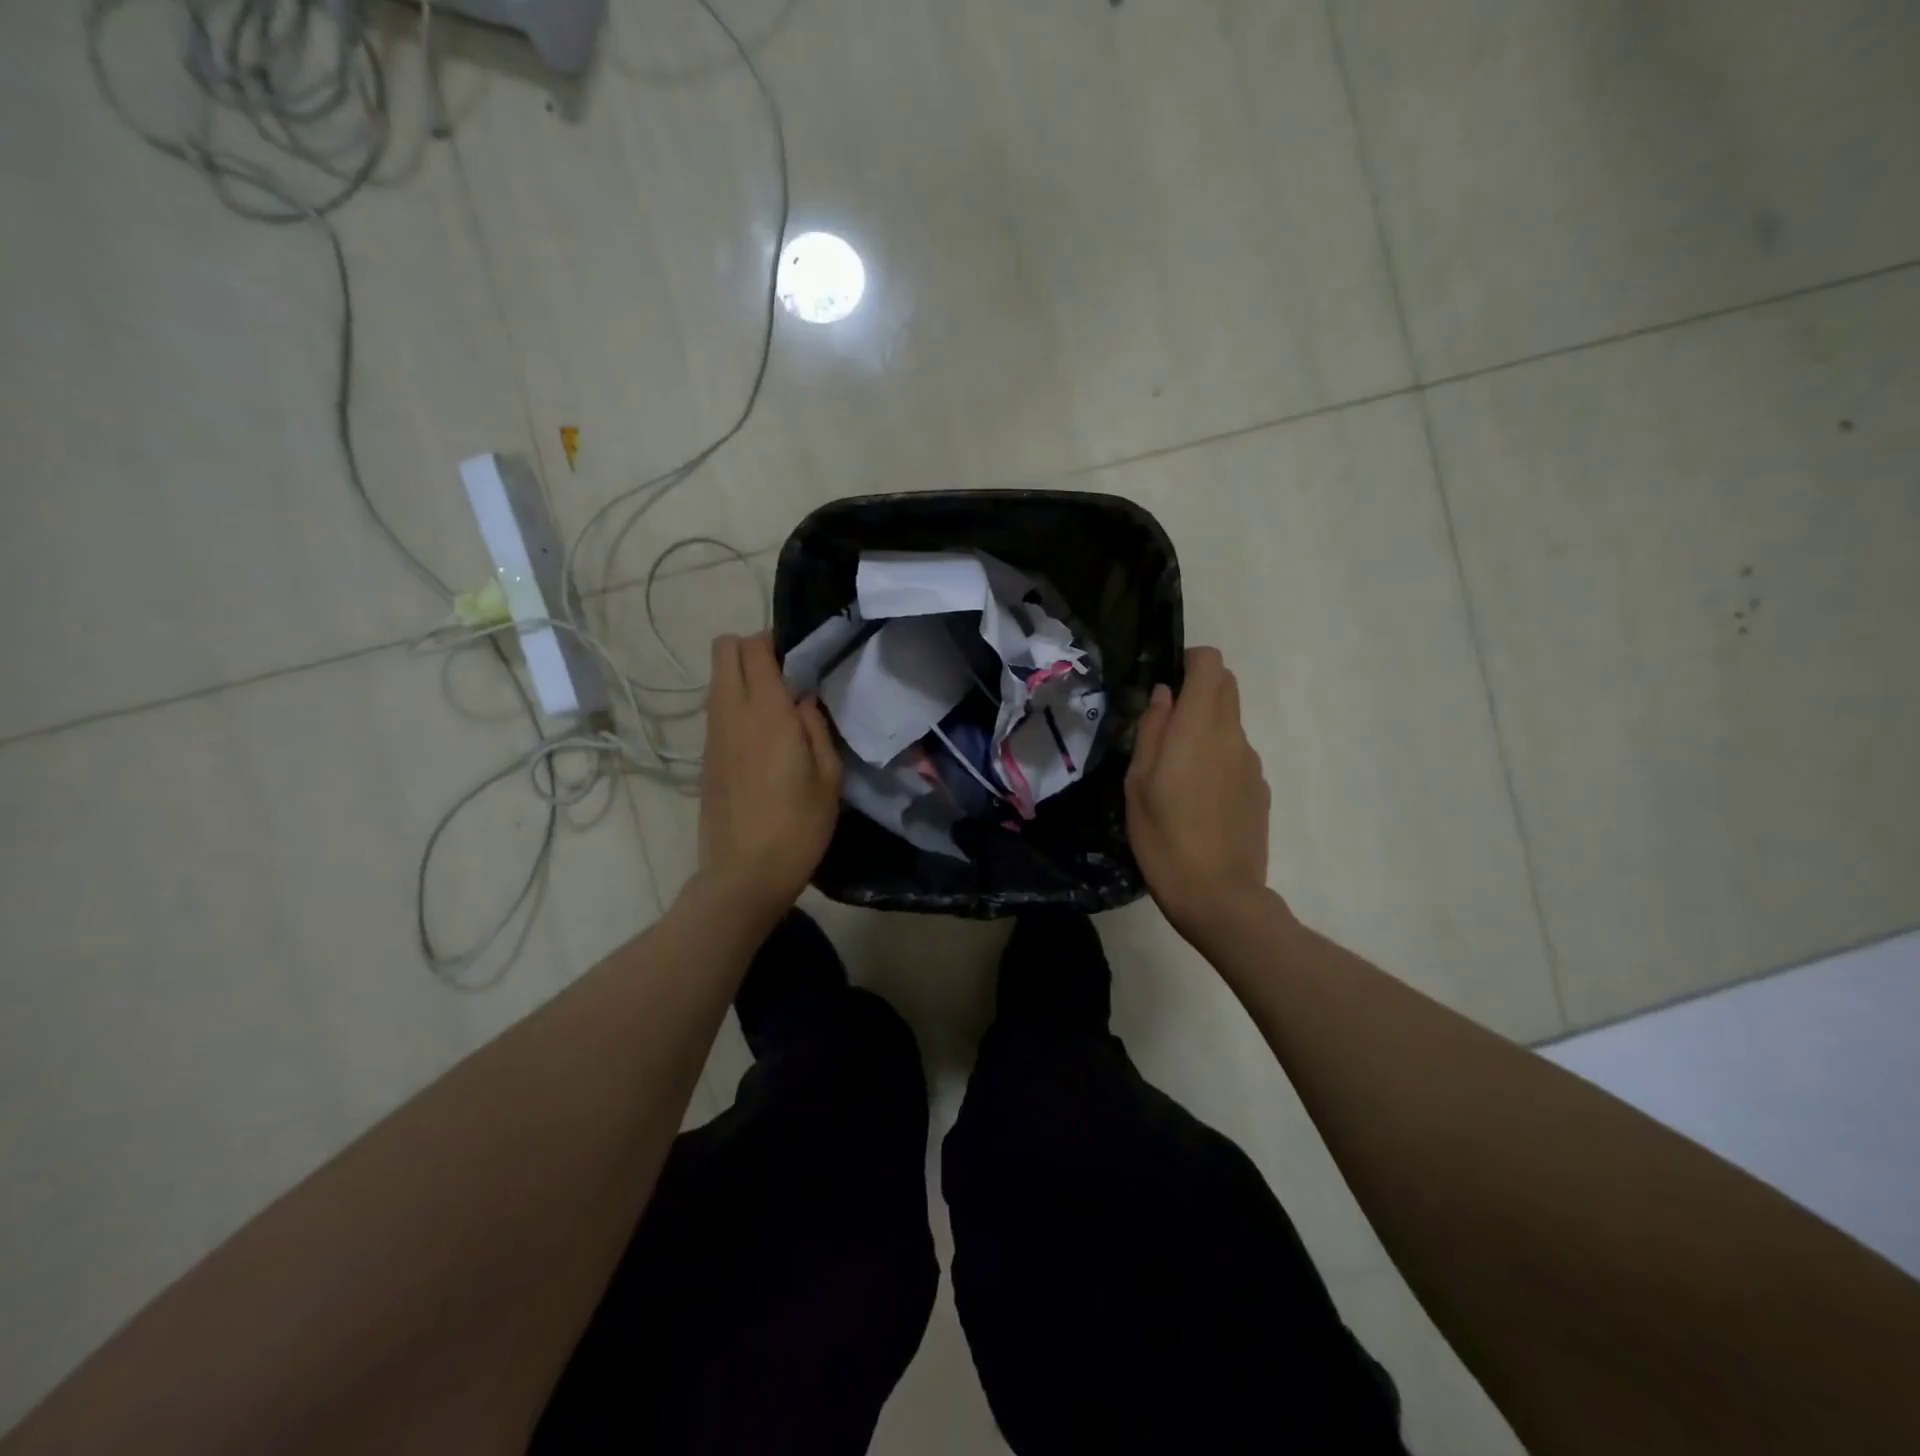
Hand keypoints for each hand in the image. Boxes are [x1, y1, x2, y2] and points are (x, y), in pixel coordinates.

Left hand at [698, 632, 841, 915]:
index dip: (775, 640)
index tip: (799, 656)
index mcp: (768, 713)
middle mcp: (732, 713)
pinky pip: (717, 708)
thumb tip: (803, 700)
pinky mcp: (705, 755)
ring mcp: (713, 734)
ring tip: (778, 706)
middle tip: (785, 674)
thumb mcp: (828, 778)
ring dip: (742, 676)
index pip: (755, 648)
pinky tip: (762, 736)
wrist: (743, 874)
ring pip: (717, 679)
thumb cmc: (798, 827)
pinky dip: (735, 704)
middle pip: (724, 650)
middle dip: (751, 648)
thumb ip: (816, 728)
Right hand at [1125, 646, 1272, 937]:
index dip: (1190, 660)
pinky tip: (1199, 798)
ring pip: (1231, 722)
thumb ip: (1152, 731)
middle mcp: (1232, 737)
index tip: (1167, 680)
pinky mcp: (1260, 789)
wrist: (1219, 895)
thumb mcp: (1138, 784)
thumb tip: (1165, 695)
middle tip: (1166, 722)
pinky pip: (1238, 754)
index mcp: (1197, 729)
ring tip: (1177, 770)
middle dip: (1199, 687)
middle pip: (1226, 686)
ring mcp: (1252, 763)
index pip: (1210, 665)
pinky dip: (1218, 757)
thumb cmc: (1164, 838)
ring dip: (1206, 726)